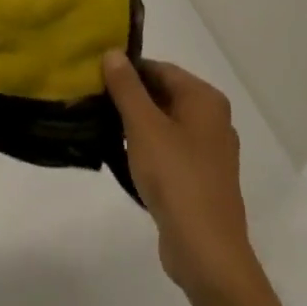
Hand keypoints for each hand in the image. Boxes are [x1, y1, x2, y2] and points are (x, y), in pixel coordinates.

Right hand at [103, 52, 266, 305]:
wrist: (207, 252)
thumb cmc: (176, 178)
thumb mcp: (143, 126)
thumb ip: (127, 87)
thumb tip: (113, 53)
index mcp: (205, 99)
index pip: (160, 69)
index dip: (127, 70)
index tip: (95, 77)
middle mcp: (213, 119)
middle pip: (164, 94)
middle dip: (130, 97)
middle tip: (93, 100)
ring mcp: (209, 151)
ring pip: (165, 123)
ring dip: (136, 124)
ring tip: (102, 126)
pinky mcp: (201, 178)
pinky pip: (170, 149)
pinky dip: (148, 148)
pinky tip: (123, 157)